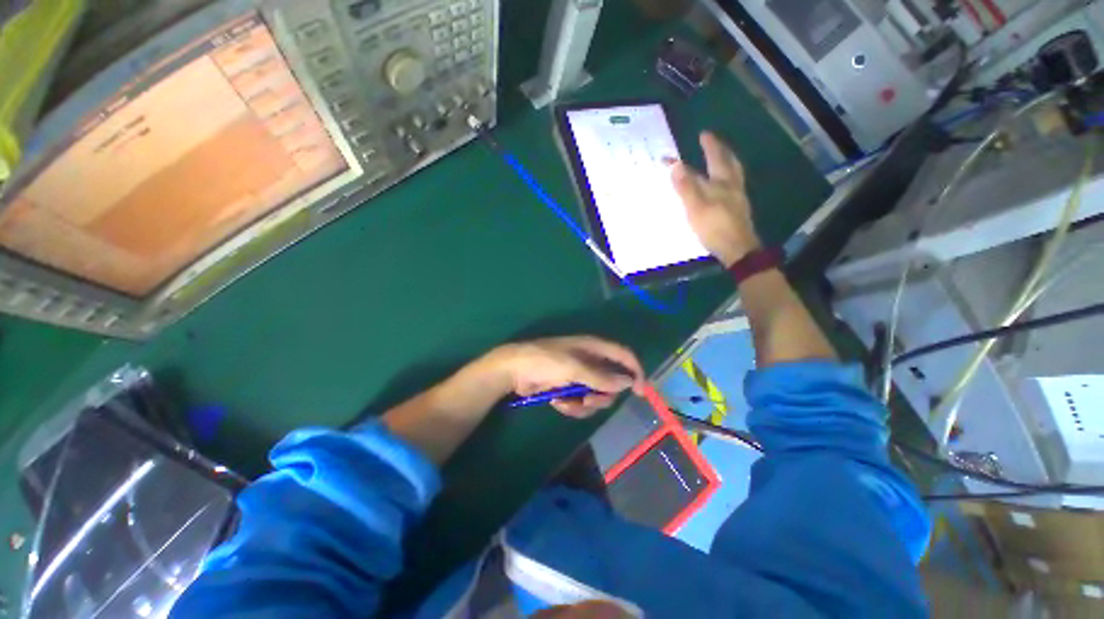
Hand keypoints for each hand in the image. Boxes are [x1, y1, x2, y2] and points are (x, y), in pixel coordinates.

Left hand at [480, 337, 643, 417]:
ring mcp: (579, 376)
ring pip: (596, 396)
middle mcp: (590, 361)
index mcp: (594, 348)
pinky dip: (571, 406)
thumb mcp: (573, 367)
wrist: (515, 370)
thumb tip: (627, 382)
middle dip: (602, 395)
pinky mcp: (568, 389)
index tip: (640, 391)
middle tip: (589, 399)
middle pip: (611, 382)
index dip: (635, 370)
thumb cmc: (545, 361)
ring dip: (584, 404)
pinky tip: (557, 402)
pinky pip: (581, 403)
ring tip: (567, 402)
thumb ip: (601, 377)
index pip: (623, 355)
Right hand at [671, 132, 761, 266]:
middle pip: (727, 161)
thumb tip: (675, 164)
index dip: (694, 154)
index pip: (705, 163)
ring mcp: (737, 197)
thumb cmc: (714, 227)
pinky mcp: (738, 208)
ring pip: (734, 172)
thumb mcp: (695, 207)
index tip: (689, 141)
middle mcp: (732, 185)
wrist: (737, 248)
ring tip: (722, 155)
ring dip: (727, 160)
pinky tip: (725, 183)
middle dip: (718, 149)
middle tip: (710, 140)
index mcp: (721, 182)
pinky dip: (728, 176)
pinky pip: (734, 184)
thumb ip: (685, 186)